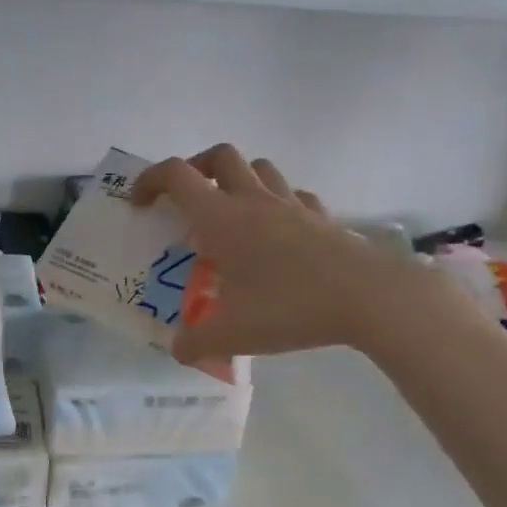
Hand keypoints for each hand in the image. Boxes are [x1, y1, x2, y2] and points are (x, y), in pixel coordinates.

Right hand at [133, 145, 418, 365]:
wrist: (367, 297)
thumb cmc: (290, 307)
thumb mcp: (232, 334)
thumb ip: (196, 343)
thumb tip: (177, 350)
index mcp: (222, 219)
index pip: (177, 176)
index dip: (150, 180)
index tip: (140, 204)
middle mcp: (254, 201)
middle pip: (219, 156)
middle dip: (195, 169)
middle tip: (187, 201)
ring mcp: (292, 205)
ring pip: (259, 167)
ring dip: (238, 179)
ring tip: (231, 213)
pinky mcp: (321, 217)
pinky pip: (294, 195)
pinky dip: (278, 202)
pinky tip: (278, 231)